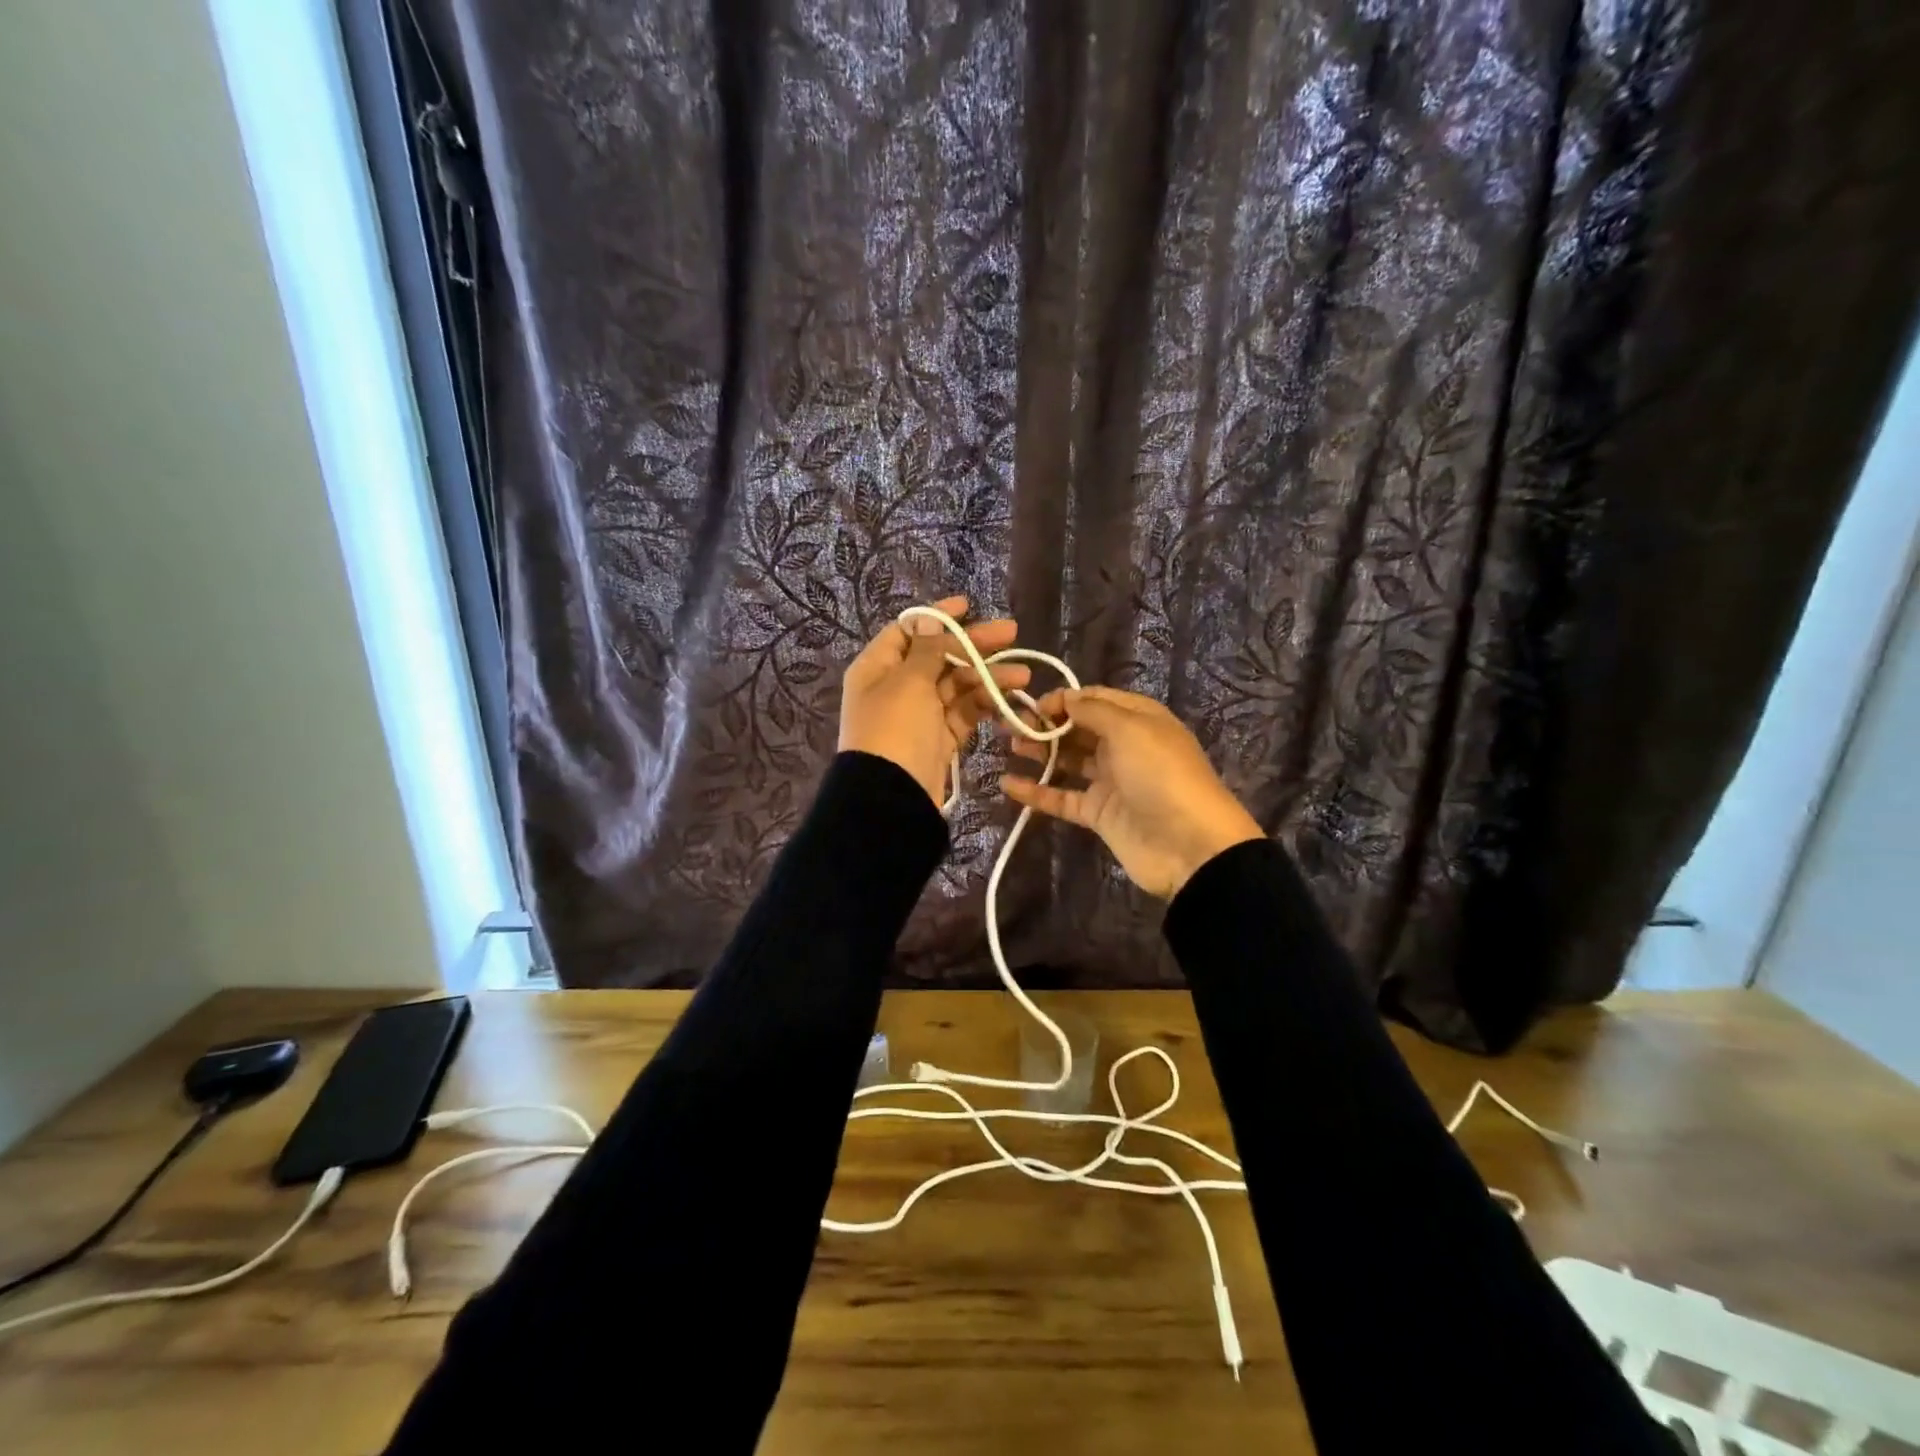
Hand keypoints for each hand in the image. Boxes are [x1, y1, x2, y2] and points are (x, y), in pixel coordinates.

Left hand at [840, 595, 1031, 806]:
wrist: (892, 796)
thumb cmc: (895, 729)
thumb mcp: (909, 681)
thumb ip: (927, 648)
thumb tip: (929, 618)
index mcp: (877, 667)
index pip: (908, 631)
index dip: (937, 616)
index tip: (969, 606)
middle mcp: (896, 687)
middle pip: (938, 656)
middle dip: (974, 645)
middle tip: (1012, 633)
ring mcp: (919, 714)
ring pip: (956, 685)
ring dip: (987, 677)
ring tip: (1022, 676)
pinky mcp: (939, 738)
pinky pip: (964, 712)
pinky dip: (985, 704)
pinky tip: (1010, 697)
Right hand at [999, 686, 1262, 897]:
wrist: (1190, 846)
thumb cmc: (1160, 775)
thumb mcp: (1130, 729)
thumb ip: (1093, 710)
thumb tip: (1065, 699)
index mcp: (1137, 719)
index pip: (1094, 699)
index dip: (1063, 700)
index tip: (1032, 706)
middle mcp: (1123, 746)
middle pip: (1077, 729)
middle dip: (1044, 724)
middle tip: (1009, 725)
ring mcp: (1110, 782)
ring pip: (1067, 761)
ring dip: (1038, 752)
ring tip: (1008, 747)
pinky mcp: (1098, 814)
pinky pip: (1062, 798)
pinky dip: (1036, 792)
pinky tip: (1008, 785)